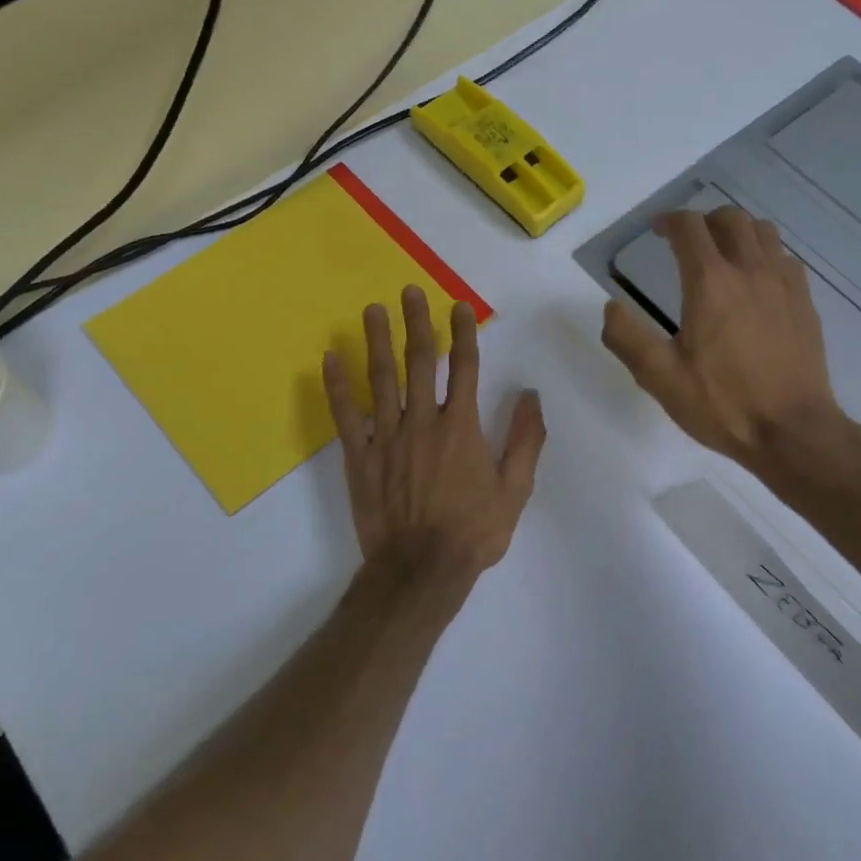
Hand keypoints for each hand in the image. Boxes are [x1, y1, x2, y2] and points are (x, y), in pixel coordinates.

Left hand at [323, 286, 545, 581]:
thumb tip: (531, 396)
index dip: (463, 333)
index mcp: (461, 427)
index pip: (465, 368)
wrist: (422, 569)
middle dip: (415, 323)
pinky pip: (345, 415)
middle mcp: (423, 421)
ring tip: (371, 310)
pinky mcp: (360, 457)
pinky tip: (329, 358)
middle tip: (408, 292)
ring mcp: (387, 438)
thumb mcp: (515, 490)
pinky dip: (336, 386)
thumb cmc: (473, 531)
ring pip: (381, 379)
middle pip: (419, 362)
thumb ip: (525, 440)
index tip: (458, 306)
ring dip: (376, 342)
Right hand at [601, 207, 841, 467]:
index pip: (689, 228)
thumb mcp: (659, 377)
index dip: (668, 221)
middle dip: (703, 220)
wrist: (792, 430)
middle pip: (730, 219)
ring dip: (738, 232)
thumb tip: (611, 307)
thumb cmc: (722, 404)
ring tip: (722, 253)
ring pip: (763, 232)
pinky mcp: (805, 303)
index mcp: (711, 282)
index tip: (656, 230)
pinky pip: (785, 259)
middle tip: (686, 241)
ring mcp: (784, 284)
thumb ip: (626, 337)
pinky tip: (757, 281)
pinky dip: (765, 255)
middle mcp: (750, 271)